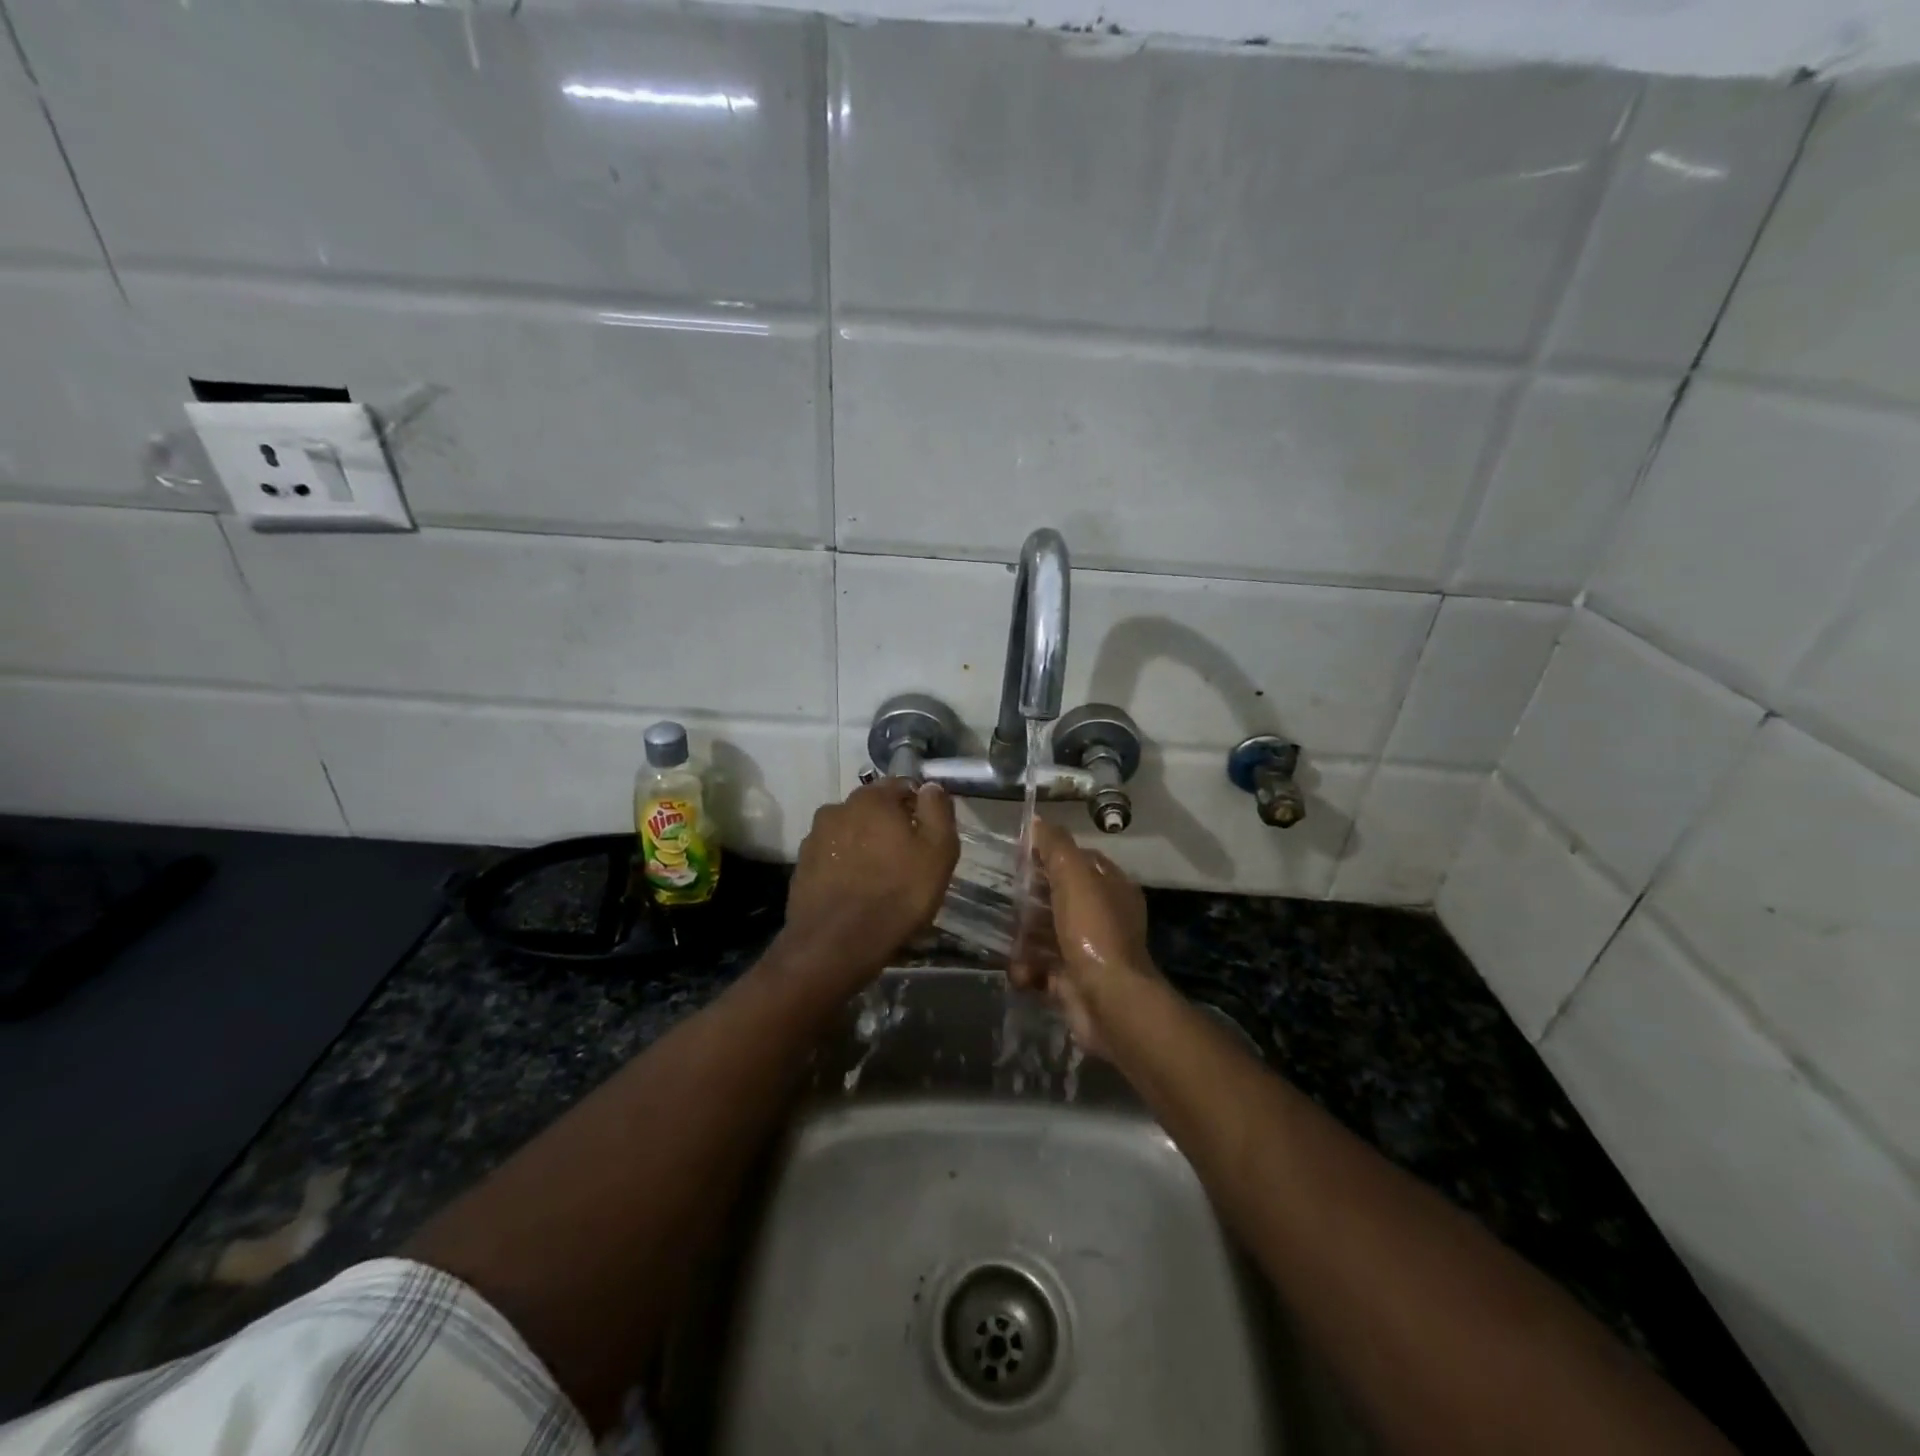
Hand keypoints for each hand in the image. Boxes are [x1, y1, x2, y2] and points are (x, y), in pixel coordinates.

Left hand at [777, 779, 958, 990]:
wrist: (835, 946)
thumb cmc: (897, 894)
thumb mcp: (937, 852)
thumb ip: (937, 810)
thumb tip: (930, 786)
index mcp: (872, 798)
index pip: (902, 785)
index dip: (919, 806)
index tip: (928, 834)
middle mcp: (838, 808)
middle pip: (873, 808)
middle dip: (889, 825)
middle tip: (907, 858)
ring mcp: (814, 837)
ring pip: (850, 831)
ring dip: (865, 844)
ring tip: (879, 877)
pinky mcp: (801, 866)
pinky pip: (832, 856)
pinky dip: (845, 865)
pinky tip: (856, 890)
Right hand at [1014, 821, 1154, 1053]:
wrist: (1109, 1001)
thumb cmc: (1093, 930)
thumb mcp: (1074, 876)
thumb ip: (1056, 846)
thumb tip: (1038, 820)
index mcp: (1112, 887)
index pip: (1080, 861)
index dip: (1051, 856)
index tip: (1020, 857)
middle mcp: (1104, 917)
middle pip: (1060, 898)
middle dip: (1031, 901)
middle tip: (1007, 899)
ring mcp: (1090, 951)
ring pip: (1048, 934)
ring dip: (1025, 938)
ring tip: (1009, 939)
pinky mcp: (1074, 981)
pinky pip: (1043, 968)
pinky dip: (1029, 970)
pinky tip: (1021, 971)